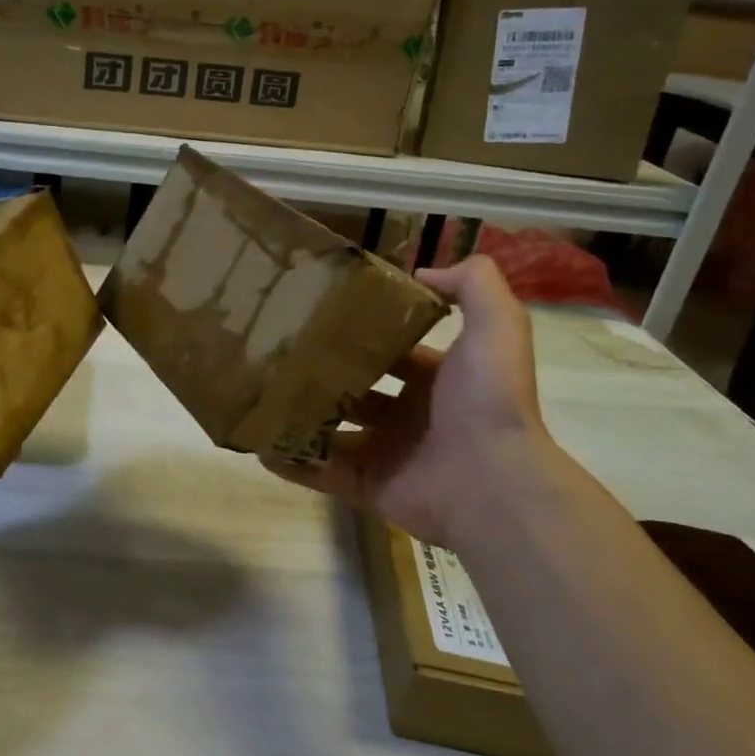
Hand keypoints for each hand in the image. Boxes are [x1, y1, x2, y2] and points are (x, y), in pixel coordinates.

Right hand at [267, 255, 556, 549]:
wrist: (492, 481)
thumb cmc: (487, 400)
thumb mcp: (495, 324)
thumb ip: (473, 284)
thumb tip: (421, 270)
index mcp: (437, 380)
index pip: (395, 352)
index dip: (365, 334)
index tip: (322, 315)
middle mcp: (410, 415)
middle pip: (357, 388)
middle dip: (325, 372)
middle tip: (281, 352)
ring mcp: (386, 452)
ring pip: (333, 429)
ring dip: (301, 414)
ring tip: (259, 392)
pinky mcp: (367, 485)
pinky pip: (321, 471)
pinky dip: (291, 461)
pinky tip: (259, 443)